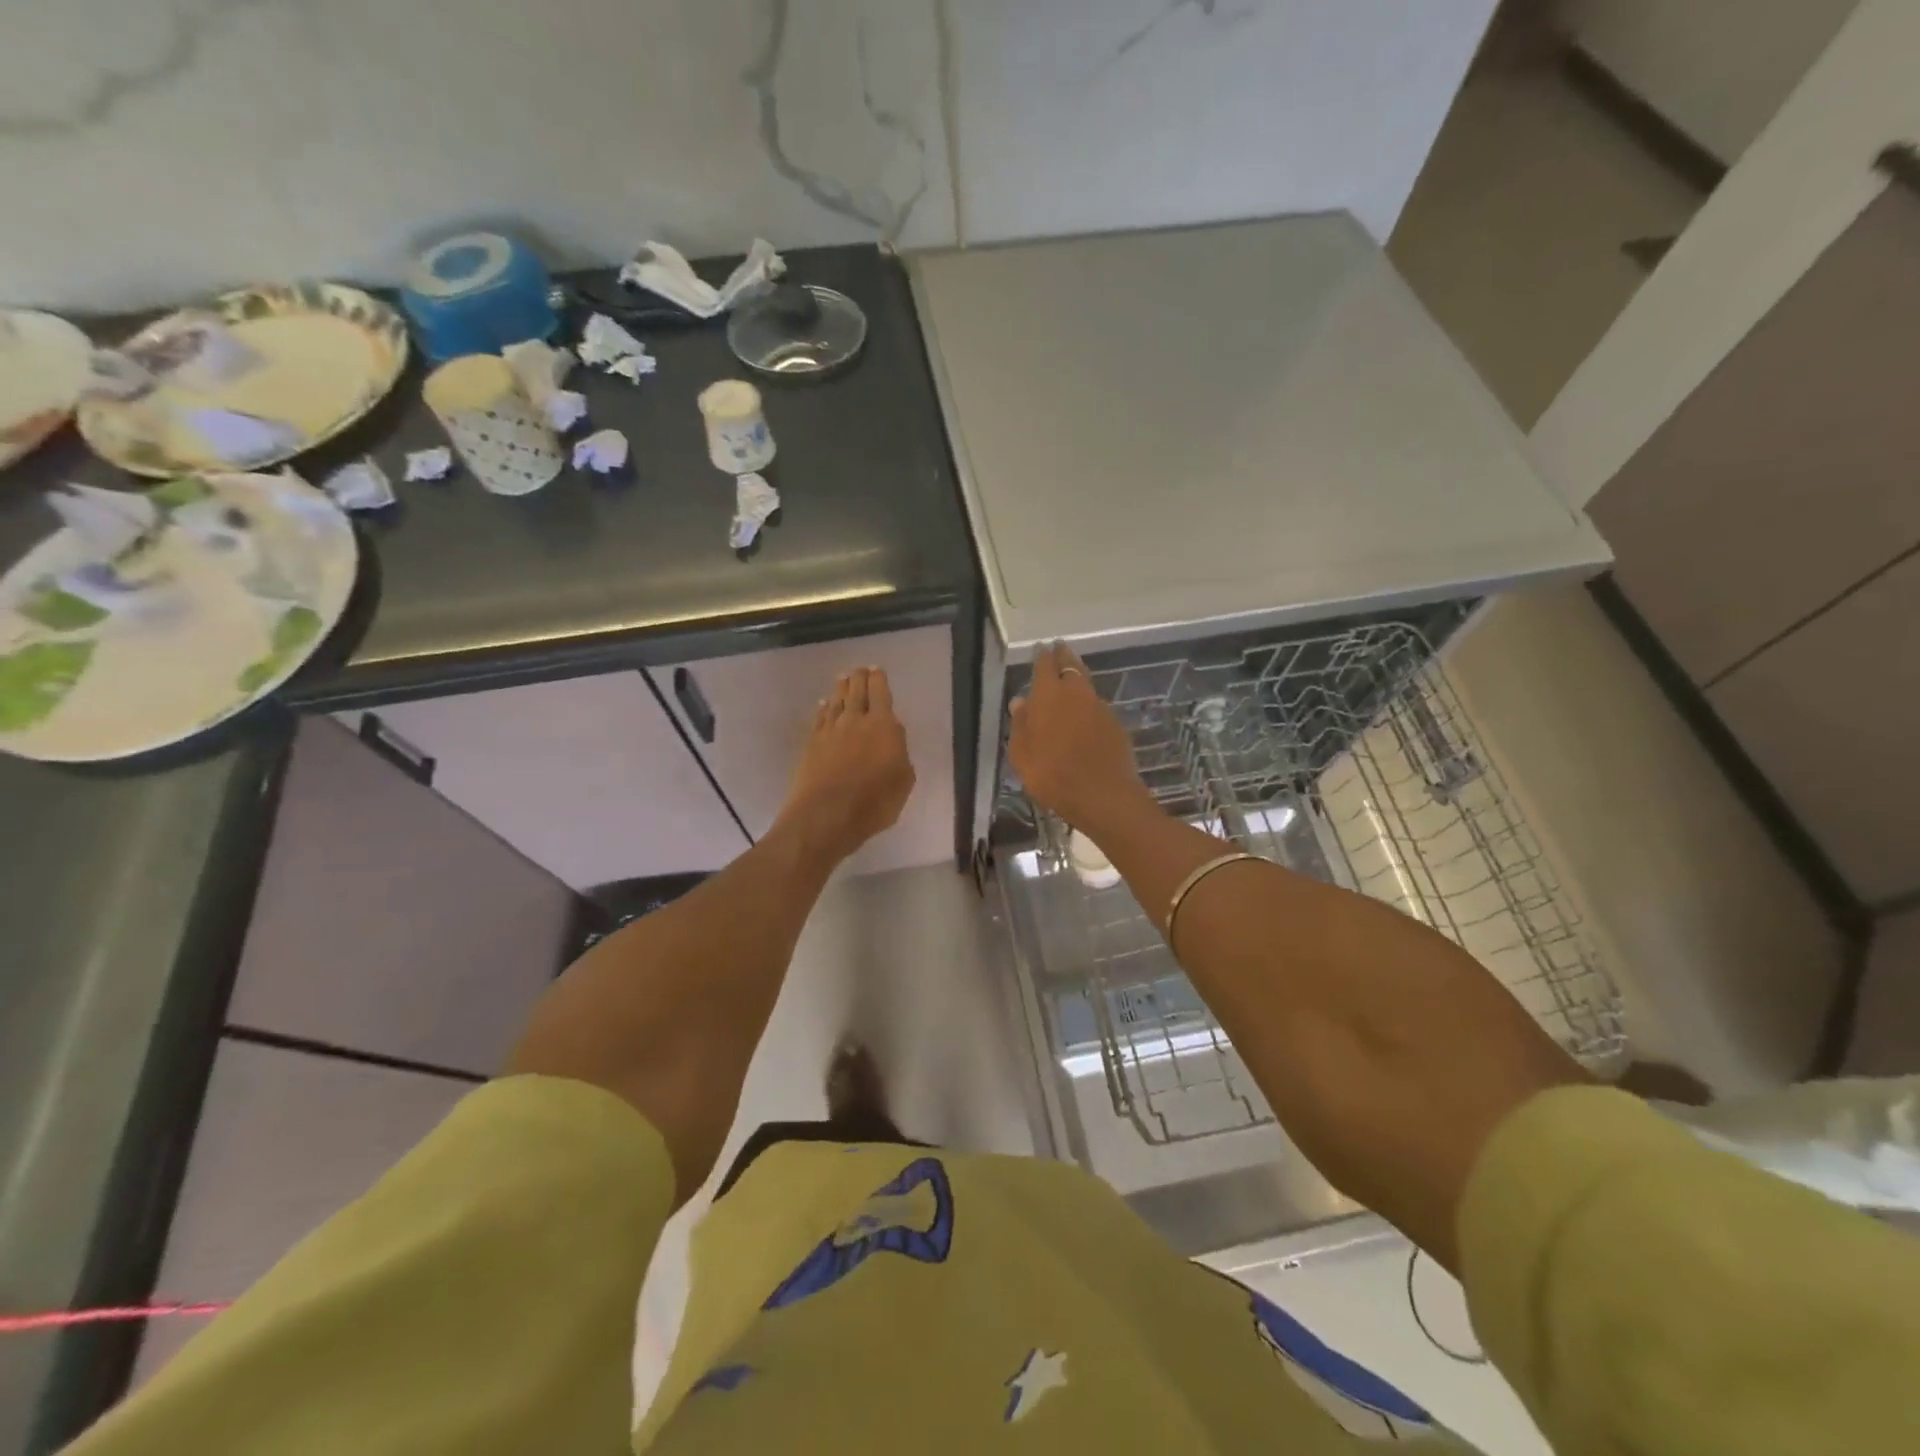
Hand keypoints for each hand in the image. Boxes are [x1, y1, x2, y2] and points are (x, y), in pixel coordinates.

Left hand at [776, 667, 914, 861]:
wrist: (825, 816)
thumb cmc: (873, 803)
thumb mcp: (903, 781)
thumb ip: (900, 754)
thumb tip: (892, 737)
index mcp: (882, 726)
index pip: (880, 693)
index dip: (879, 680)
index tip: (877, 670)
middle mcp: (854, 721)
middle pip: (855, 691)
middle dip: (859, 678)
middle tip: (859, 670)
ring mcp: (830, 731)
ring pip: (836, 702)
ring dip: (840, 689)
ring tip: (842, 679)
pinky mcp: (811, 744)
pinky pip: (819, 719)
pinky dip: (823, 709)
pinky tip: (823, 705)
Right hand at [1008, 644, 1152, 837]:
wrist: (1103, 796)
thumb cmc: (1052, 776)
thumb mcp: (1022, 756)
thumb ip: (1020, 725)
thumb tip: (1020, 702)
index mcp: (1049, 696)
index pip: (1045, 665)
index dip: (1042, 656)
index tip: (1041, 648)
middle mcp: (1076, 693)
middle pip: (1070, 666)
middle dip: (1063, 657)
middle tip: (1059, 650)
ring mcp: (1100, 707)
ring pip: (1086, 684)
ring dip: (1077, 679)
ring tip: (1070, 680)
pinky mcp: (1115, 724)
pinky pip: (1097, 706)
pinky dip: (1089, 705)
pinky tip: (1085, 716)